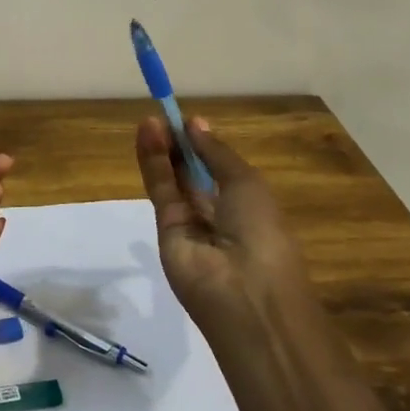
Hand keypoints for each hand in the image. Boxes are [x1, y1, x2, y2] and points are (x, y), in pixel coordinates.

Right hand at [134, 115, 307, 313]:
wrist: (246, 294)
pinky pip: (160, 191)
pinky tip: (147, 135)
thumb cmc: (262, 233)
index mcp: (248, 205)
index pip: (219, 170)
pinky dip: (152, 163)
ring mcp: (191, 225)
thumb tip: (196, 124)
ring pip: (173, 180)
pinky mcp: (165, 231)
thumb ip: (216, 154)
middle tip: (164, 115)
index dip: (204, 146)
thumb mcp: (247, 183)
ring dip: (162, 150)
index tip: (187, 121)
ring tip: (150, 119)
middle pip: (193, 174)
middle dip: (180, 145)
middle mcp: (219, 215)